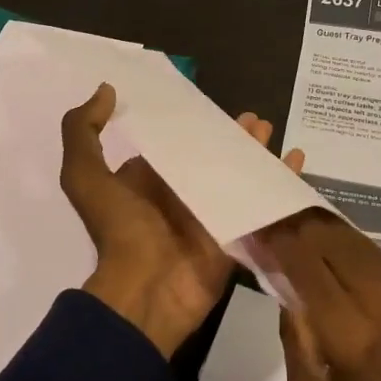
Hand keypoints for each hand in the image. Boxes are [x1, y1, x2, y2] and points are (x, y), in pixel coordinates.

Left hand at [60, 84, 303, 358]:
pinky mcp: (237, 231)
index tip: (213, 104)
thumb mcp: (84, 177)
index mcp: (150, 178)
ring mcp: (213, 212)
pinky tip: (296, 159)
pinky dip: (281, 180)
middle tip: (255, 118)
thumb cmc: (120, 230)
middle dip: (233, 136)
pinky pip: (263, 200)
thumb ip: (83, 132)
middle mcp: (182, 192)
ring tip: (269, 130)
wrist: (147, 290)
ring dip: (256, 152)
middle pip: (214, 156)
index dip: (194, 124)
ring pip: (240, 174)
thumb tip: (105, 89)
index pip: (176, 143)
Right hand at [259, 211, 380, 380]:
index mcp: (354, 338)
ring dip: (333, 231)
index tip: (259, 223)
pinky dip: (359, 251)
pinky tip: (339, 250)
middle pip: (341, 244)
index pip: (309, 266)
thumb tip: (286, 290)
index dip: (281, 240)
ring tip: (302, 221)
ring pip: (368, 249)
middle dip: (306, 225)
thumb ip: (297, 340)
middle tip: (277, 213)